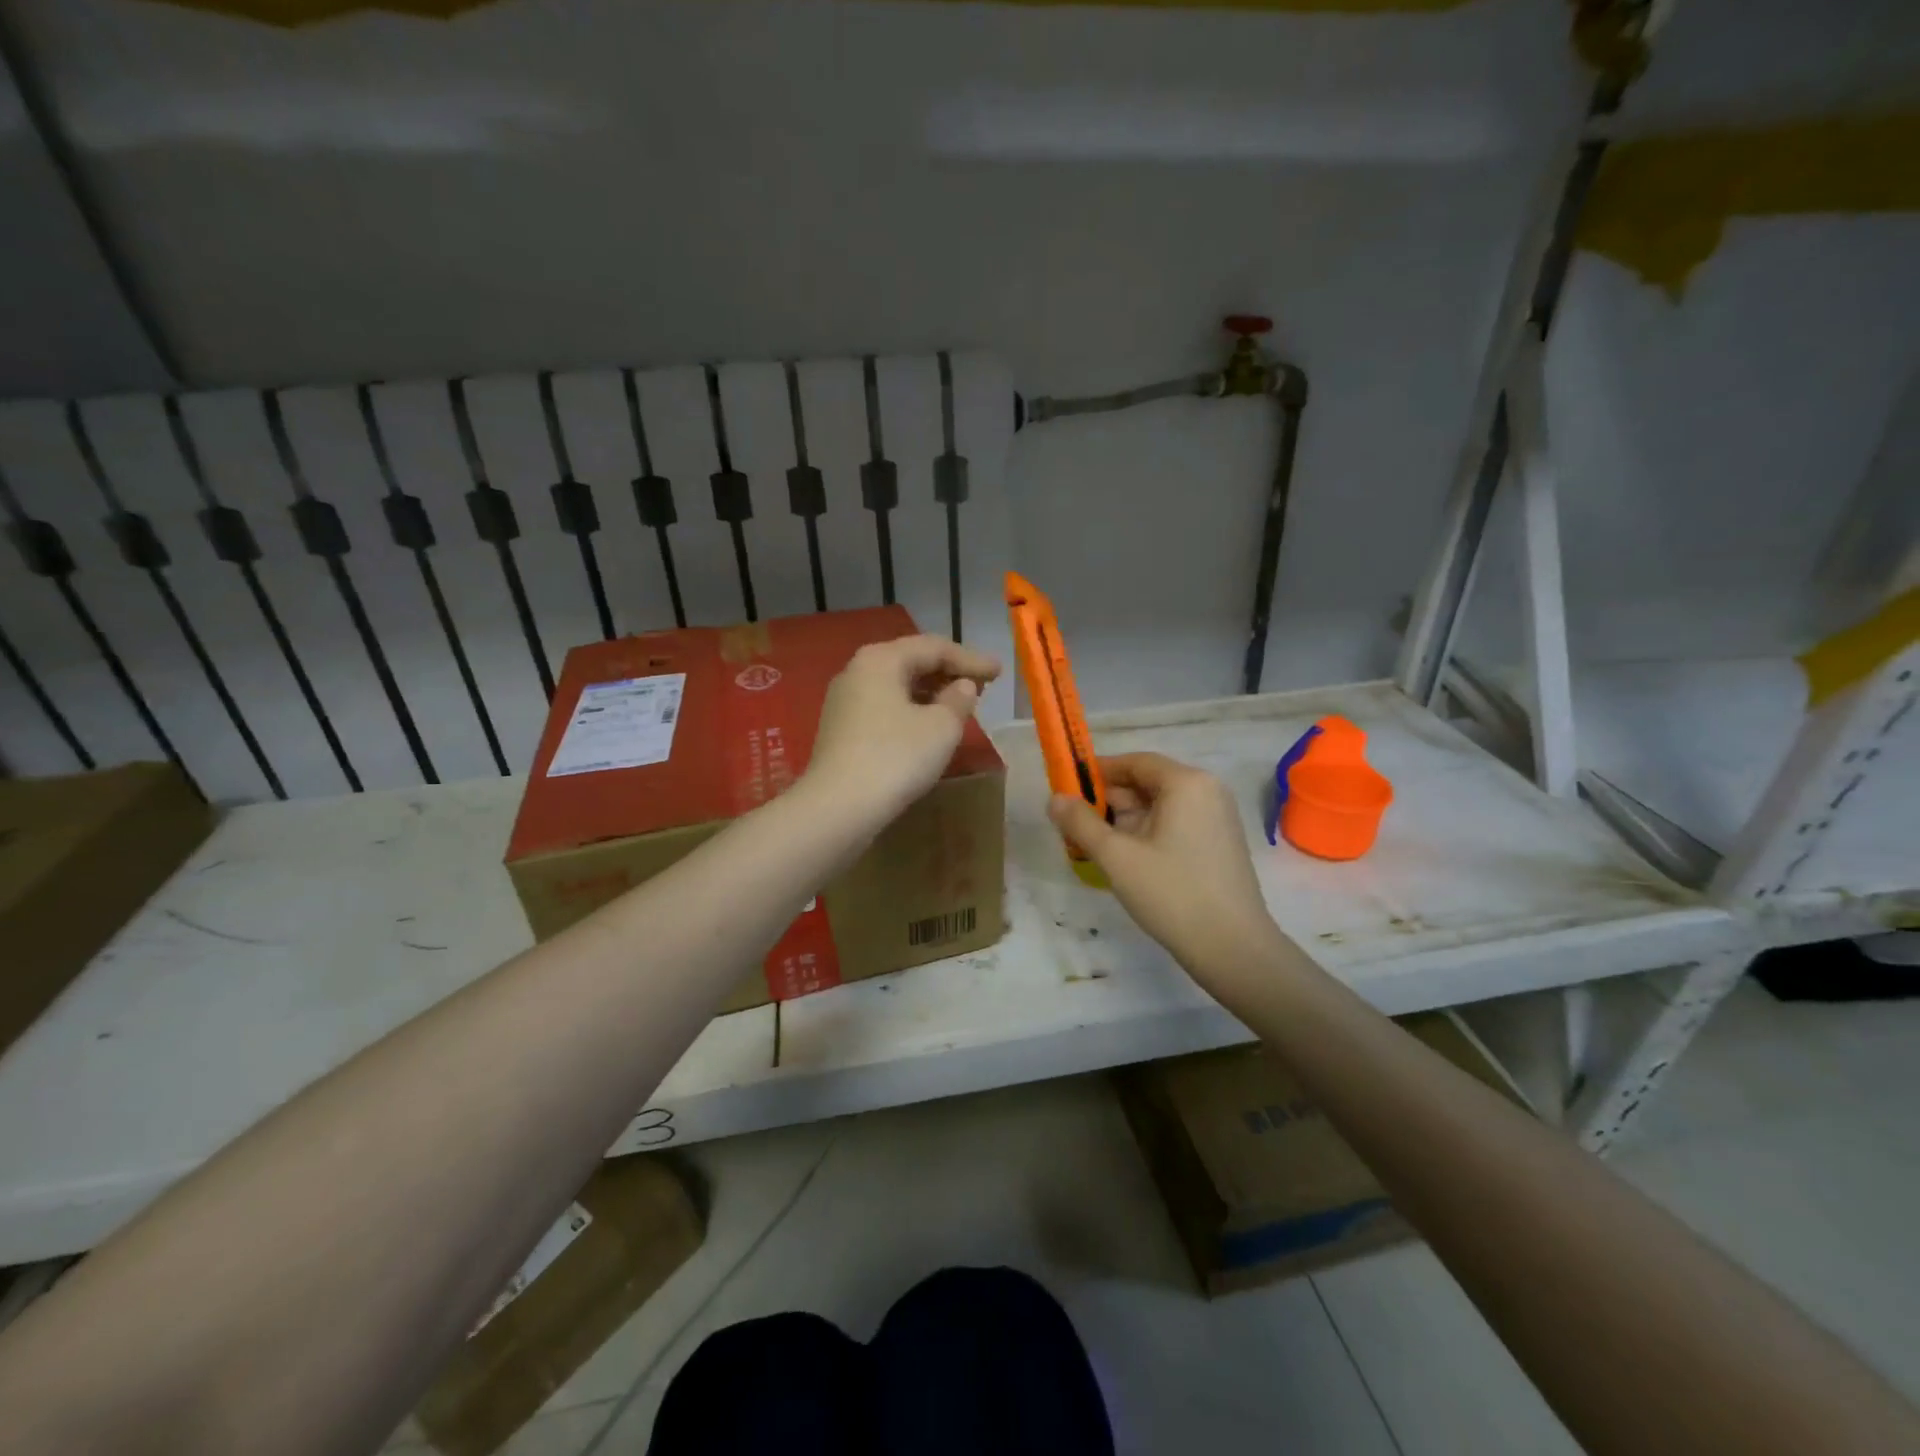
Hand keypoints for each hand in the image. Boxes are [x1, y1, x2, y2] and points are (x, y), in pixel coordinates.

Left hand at [805, 634, 1000, 824]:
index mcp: (881, 659)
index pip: (934, 647)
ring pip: (896, 686)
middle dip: (949, 672)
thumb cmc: (895, 758)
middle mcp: (857, 671)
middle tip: (982, 685)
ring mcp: (844, 701)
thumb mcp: (941, 727)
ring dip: (930, 692)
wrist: (838, 807)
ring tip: (959, 705)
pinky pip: (884, 707)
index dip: (971, 659)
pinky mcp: (840, 729)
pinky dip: (911, 710)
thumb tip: (962, 687)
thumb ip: (958, 700)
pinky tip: (928, 726)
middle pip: (911, 661)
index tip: (1000, 672)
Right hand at [1049, 753, 1280, 986]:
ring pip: (1159, 807)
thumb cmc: (1172, 893)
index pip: (1135, 762)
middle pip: (1147, 783)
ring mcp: (1216, 819)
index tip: (1067, 790)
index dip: (1098, 772)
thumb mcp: (1116, 857)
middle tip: (1073, 825)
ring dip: (1124, 821)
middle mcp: (1207, 791)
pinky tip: (1123, 860)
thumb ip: (1081, 823)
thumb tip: (1054, 798)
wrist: (1233, 949)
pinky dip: (1146, 834)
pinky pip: (1174, 825)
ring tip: (1091, 846)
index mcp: (1187, 783)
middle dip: (1108, 802)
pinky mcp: (1218, 844)